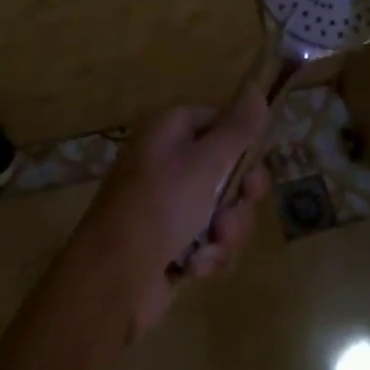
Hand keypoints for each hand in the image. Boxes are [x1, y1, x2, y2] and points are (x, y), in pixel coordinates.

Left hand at [72, 93, 271, 337]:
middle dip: (238, 197)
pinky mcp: (172, 241)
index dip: (243, 145)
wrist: (113, 279)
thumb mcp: (205, 162)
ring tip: (212, 244)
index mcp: (170, 129)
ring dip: (226, 230)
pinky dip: (208, 253)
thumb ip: (237, 129)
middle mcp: (169, 160)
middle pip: (227, 168)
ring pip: (223, 208)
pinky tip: (195, 267)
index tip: (256, 169)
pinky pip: (208, 239)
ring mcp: (169, 203)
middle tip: (237, 210)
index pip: (220, 121)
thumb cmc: (160, 206)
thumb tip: (257, 91)